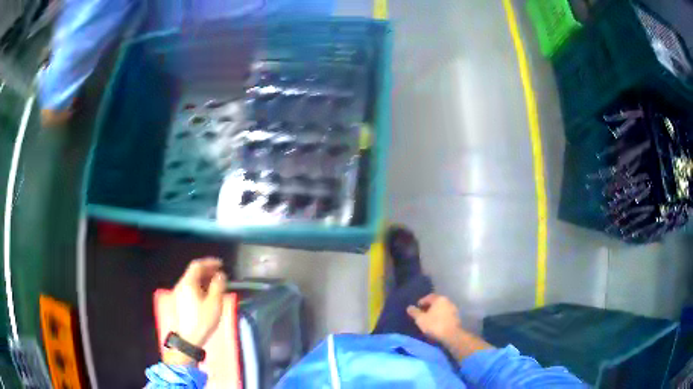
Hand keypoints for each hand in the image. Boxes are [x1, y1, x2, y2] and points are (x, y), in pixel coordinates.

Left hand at [171, 258, 226, 346]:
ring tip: (217, 285)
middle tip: (221, 274)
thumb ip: (218, 286)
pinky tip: (208, 295)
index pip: (197, 265)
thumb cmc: (202, 320)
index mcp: (188, 283)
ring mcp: (179, 294)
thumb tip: (220, 275)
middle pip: (194, 273)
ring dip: (204, 280)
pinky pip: (190, 289)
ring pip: (192, 281)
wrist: (188, 339)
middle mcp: (181, 285)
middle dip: (208, 271)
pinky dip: (200, 287)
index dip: (210, 262)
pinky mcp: (180, 302)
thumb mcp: (214, 303)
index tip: (221, 264)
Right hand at [406, 294, 461, 344]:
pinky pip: (445, 314)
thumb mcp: (420, 319)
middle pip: (436, 302)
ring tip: (428, 320)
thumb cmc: (434, 325)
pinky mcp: (456, 317)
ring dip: (435, 313)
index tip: (416, 308)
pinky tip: (436, 324)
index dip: (421, 302)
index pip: (429, 297)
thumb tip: (409, 307)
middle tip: (421, 314)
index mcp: (439, 299)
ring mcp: (453, 309)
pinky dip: (440, 317)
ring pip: (441, 309)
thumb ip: (414, 312)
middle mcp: (448, 301)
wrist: (452, 335)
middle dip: (428, 307)